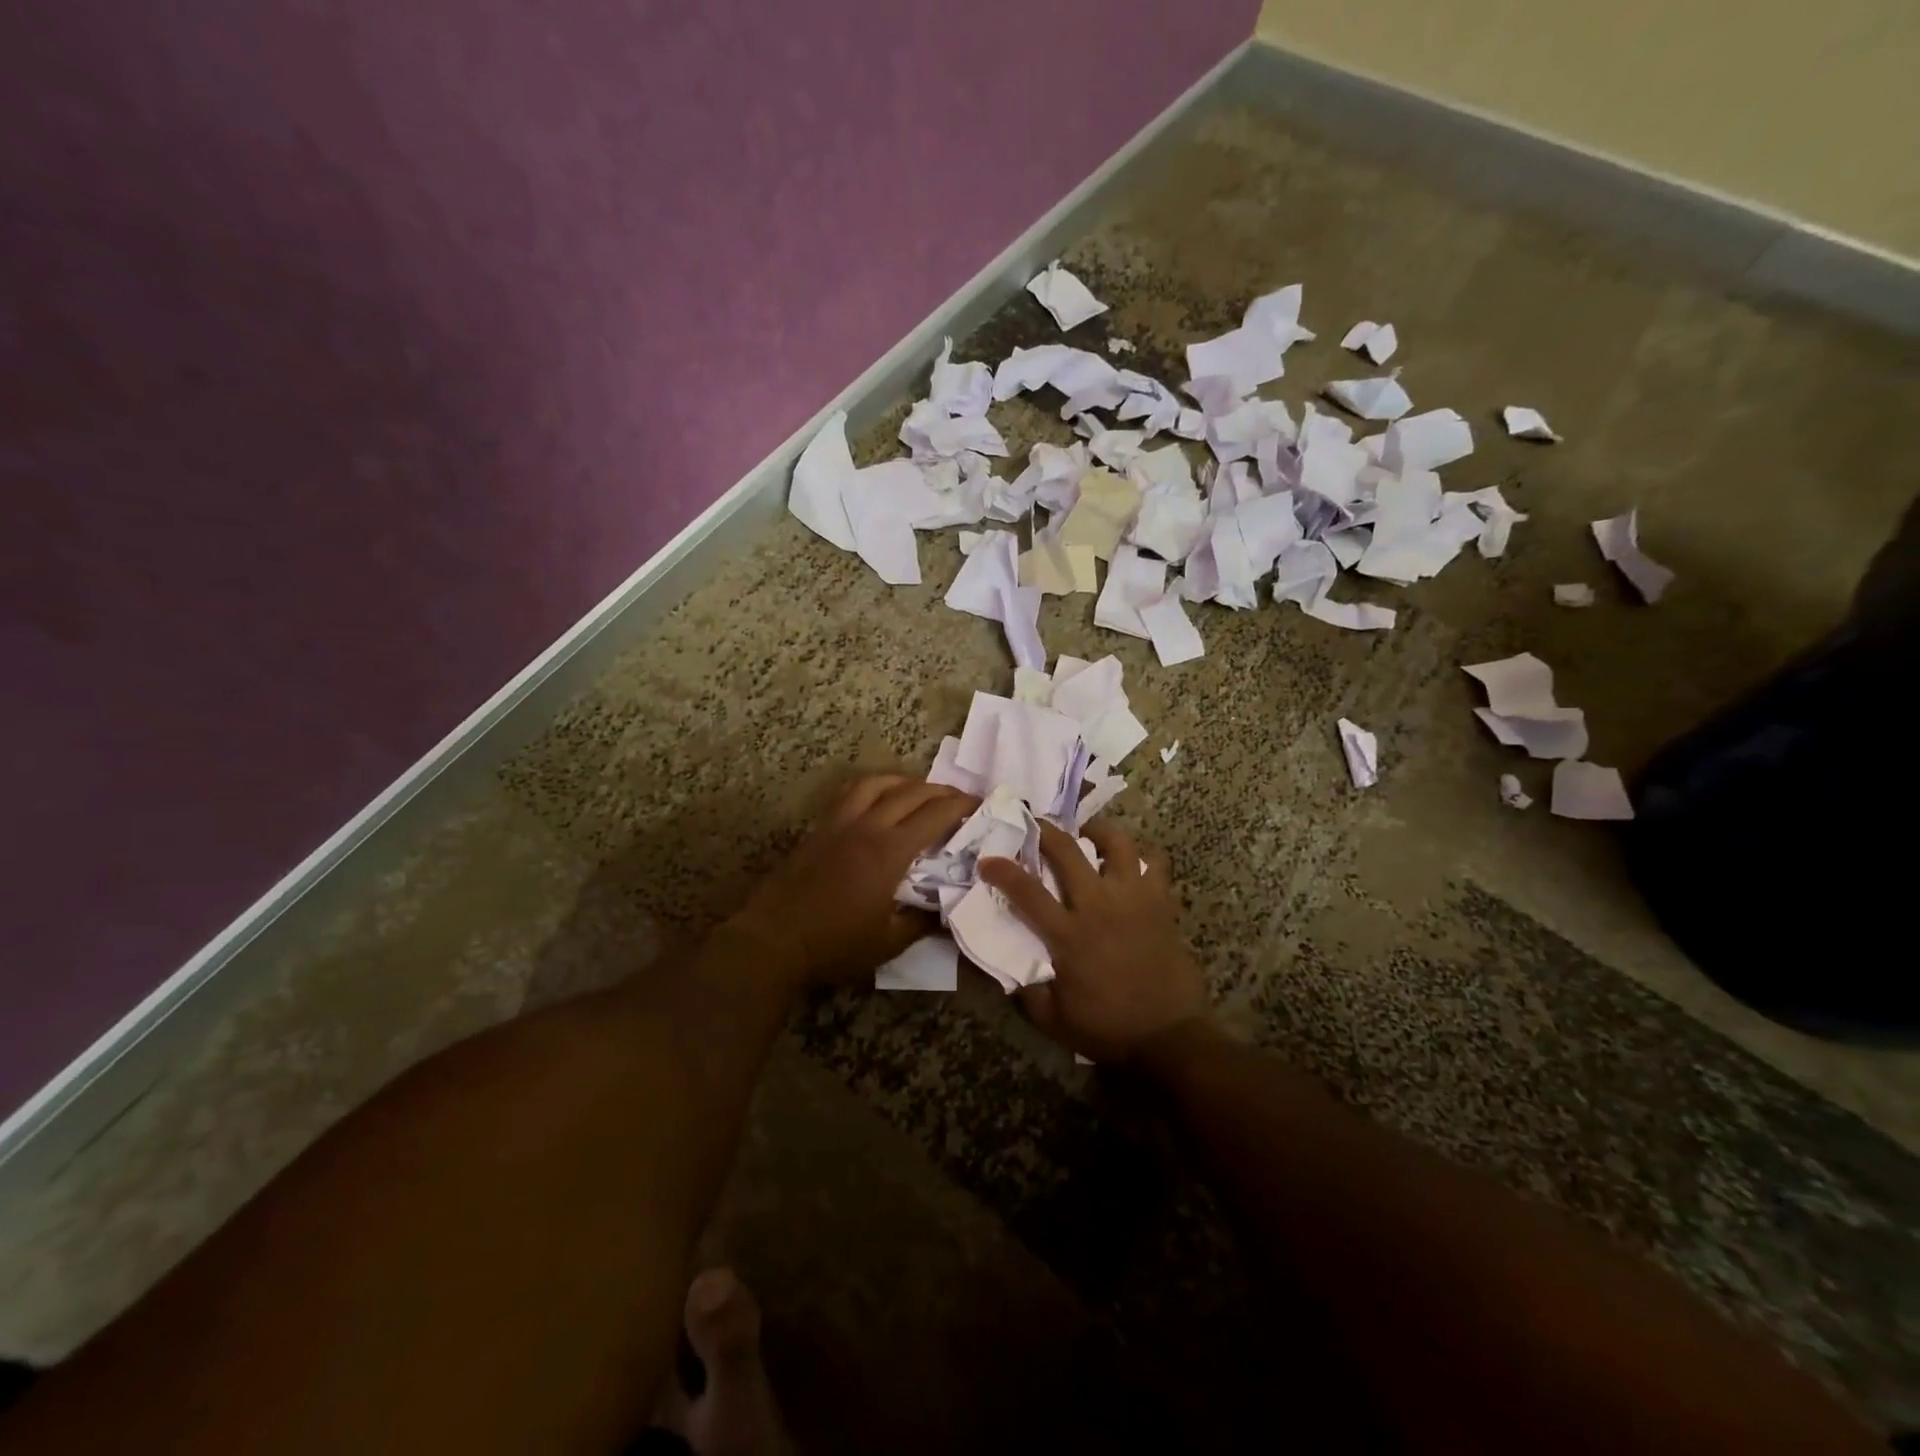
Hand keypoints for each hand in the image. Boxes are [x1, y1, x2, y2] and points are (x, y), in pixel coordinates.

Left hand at [736, 775, 976, 984]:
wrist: (774, 940)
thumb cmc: (834, 945)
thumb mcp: (888, 944)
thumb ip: (921, 923)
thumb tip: (946, 910)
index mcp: (889, 852)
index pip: (934, 815)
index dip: (961, 805)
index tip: (980, 804)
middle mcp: (866, 827)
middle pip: (910, 793)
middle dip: (941, 791)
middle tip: (960, 798)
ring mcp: (839, 823)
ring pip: (877, 783)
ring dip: (906, 781)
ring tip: (921, 791)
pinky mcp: (820, 828)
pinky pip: (850, 793)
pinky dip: (872, 787)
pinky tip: (878, 798)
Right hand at [979, 820, 1208, 1062]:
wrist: (1169, 1036)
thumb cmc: (1108, 1028)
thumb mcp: (1053, 1019)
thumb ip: (1028, 991)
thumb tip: (1009, 969)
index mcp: (1068, 934)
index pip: (1026, 891)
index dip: (1002, 871)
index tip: (988, 860)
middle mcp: (1098, 905)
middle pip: (1067, 850)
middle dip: (1046, 830)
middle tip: (1037, 825)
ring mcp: (1133, 899)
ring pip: (1117, 844)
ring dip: (1098, 833)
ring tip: (1089, 836)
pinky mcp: (1161, 903)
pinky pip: (1154, 863)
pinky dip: (1141, 857)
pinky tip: (1129, 865)